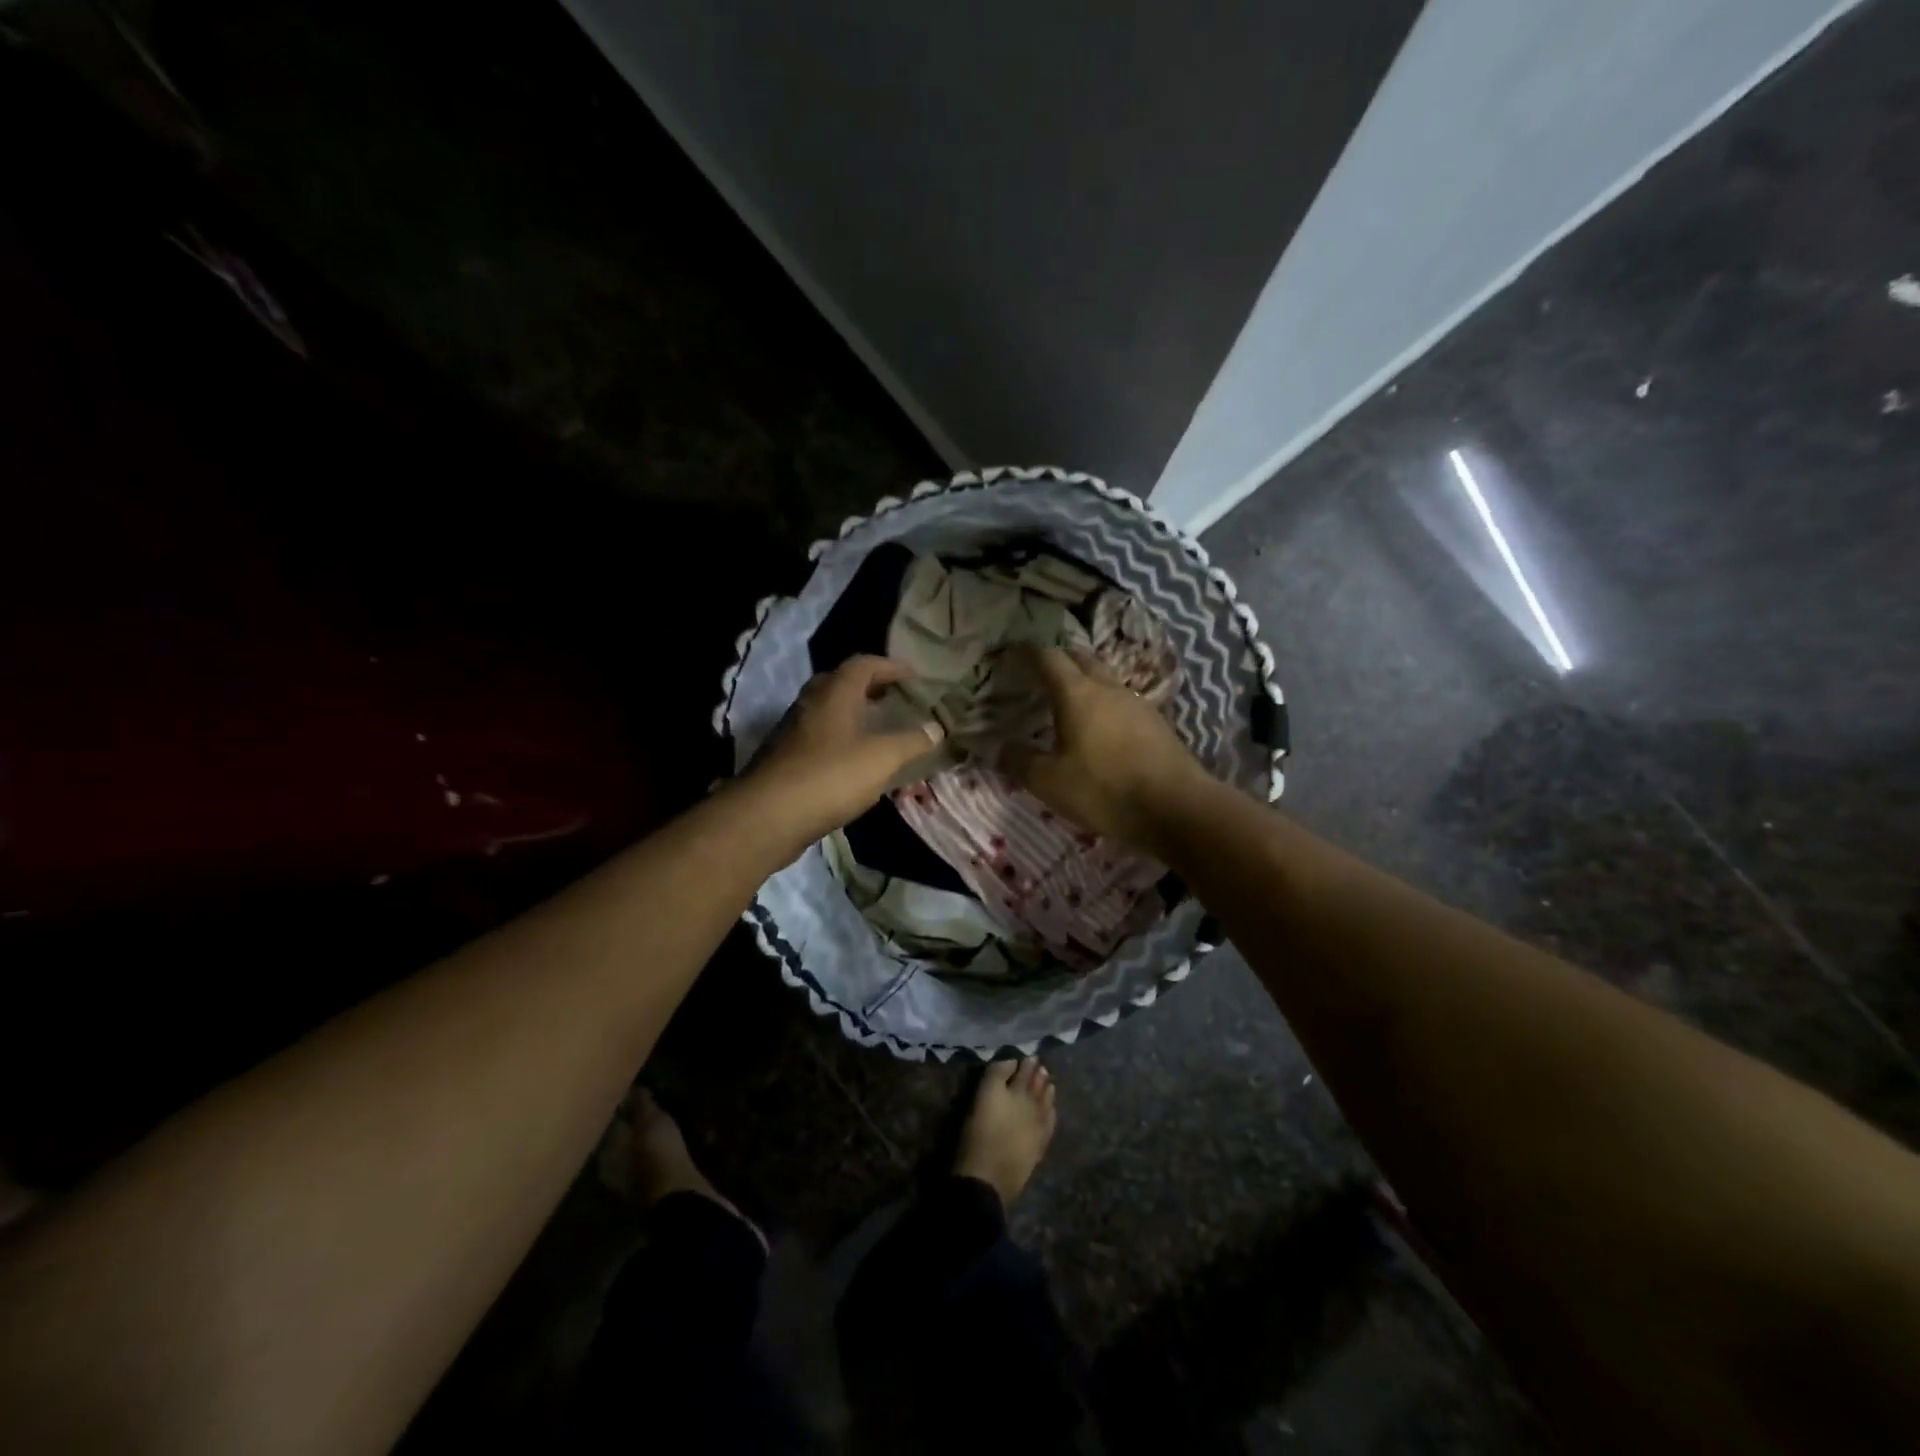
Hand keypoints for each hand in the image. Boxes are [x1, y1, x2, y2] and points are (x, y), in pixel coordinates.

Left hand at [747, 655, 943, 842]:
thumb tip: (936, 728)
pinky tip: (852, 761)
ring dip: (852, 713)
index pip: (864, 663)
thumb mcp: (882, 758)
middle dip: (869, 686)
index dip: (891, 666)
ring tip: (877, 729)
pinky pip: (817, 736)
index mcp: (834, 692)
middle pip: (841, 682)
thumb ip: (911, 741)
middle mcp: (810, 703)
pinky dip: (839, 738)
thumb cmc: (831, 776)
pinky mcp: (784, 757)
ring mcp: (792, 730)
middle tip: (893, 698)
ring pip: (826, 710)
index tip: (914, 677)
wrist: (768, 815)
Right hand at [1002, 645, 1207, 851]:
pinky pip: (1122, 702)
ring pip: (1104, 679)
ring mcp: (1137, 704)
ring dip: (1084, 681)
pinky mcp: (1156, 724)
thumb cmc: (1105, 789)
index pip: (1048, 657)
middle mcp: (1108, 688)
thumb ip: (1020, 761)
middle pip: (1080, 659)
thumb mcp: (1049, 782)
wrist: (1177, 808)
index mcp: (1077, 693)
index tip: (1011, 653)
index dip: (1027, 652)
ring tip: (1067, 700)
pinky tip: (1100, 727)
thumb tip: (1000, 747)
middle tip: (1038, 673)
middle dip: (1058, 659)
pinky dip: (1103, 705)